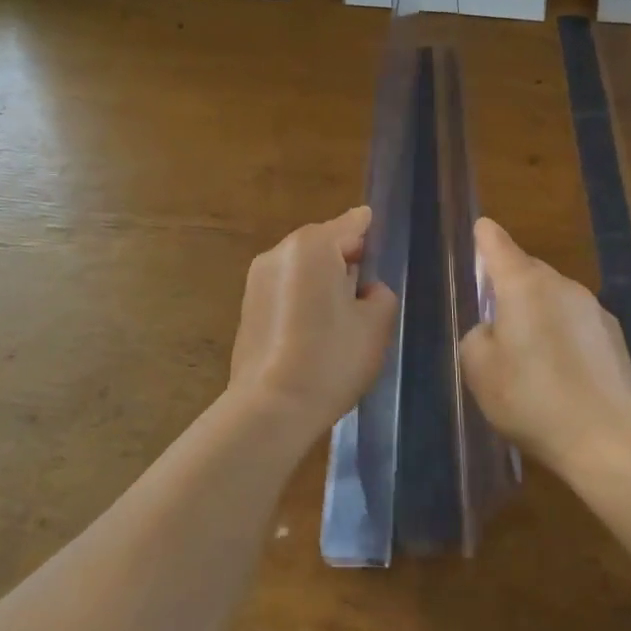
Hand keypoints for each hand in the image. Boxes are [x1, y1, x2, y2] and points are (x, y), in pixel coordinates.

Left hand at [226, 207, 398, 448]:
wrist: (271, 407)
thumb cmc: (331, 358)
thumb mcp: (375, 323)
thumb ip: (379, 293)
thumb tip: (365, 288)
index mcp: (312, 246)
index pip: (351, 223)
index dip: (370, 231)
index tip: (382, 240)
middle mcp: (279, 252)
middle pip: (324, 243)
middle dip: (346, 259)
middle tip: (369, 288)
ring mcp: (257, 279)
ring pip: (303, 267)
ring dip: (323, 280)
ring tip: (344, 314)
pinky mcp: (248, 307)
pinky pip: (285, 289)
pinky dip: (303, 298)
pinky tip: (316, 330)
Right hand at [460, 217, 630, 481]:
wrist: (611, 441)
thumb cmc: (532, 398)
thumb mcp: (479, 369)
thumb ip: (477, 338)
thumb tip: (494, 331)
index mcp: (523, 285)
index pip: (498, 244)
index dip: (486, 237)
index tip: (482, 229)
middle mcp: (561, 286)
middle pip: (528, 271)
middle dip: (510, 285)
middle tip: (495, 318)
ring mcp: (594, 311)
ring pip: (554, 300)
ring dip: (539, 315)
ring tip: (528, 358)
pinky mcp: (616, 340)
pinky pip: (577, 326)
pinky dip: (564, 339)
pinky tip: (561, 377)